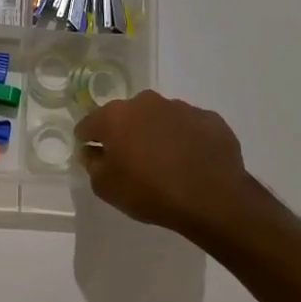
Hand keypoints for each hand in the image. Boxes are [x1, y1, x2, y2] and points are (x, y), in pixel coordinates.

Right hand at [76, 90, 255, 238]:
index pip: (90, 124)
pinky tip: (190, 162)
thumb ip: (92, 164)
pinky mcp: (209, 118)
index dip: (87, 139)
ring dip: (156, 134)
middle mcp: (146, 102)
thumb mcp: (106, 187)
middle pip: (126, 116)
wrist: (212, 198)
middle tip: (131, 160)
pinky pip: (188, 127)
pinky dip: (185, 139)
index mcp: (115, 116)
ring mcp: (181, 108)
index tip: (92, 154)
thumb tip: (91, 151)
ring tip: (165, 162)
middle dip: (125, 133)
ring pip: (159, 118)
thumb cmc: (149, 192)